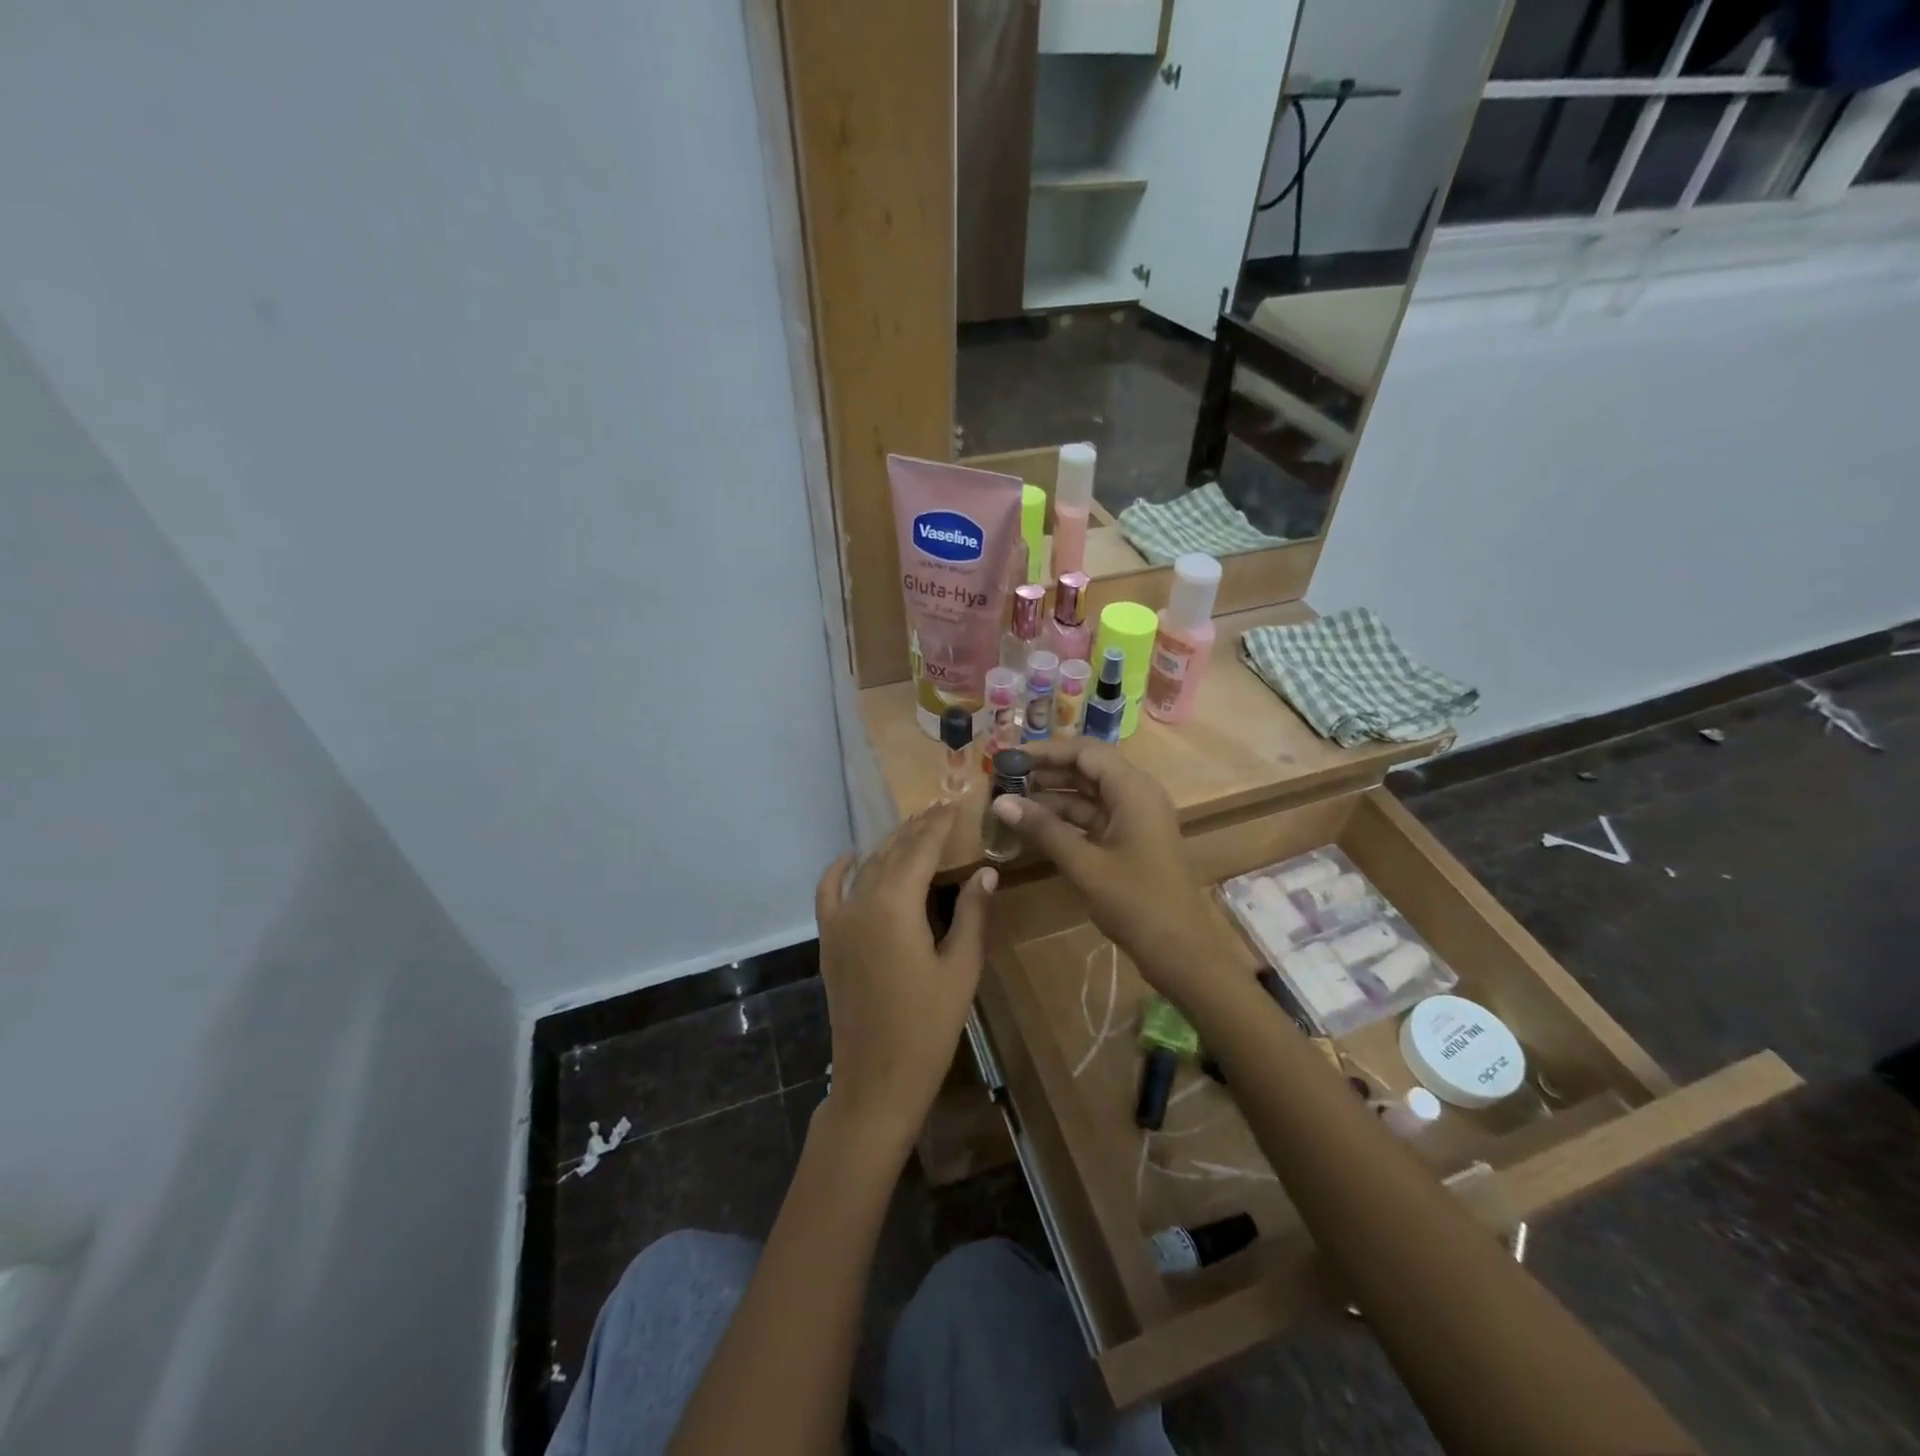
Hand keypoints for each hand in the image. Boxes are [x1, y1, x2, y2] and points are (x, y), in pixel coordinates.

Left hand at [812, 802, 994, 1158]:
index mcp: (896, 905)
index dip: (938, 825)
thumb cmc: (928, 1027)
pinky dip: (838, 871)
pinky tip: (849, 856)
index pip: (920, 849)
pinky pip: (829, 894)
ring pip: (866, 868)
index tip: (954, 803)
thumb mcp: (961, 968)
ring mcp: (840, 921)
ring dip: (889, 845)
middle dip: (916, 829)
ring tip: (912, 828)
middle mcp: (862, 902)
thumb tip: (985, 870)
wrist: (876, 1080)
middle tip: (939, 809)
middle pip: (892, 853)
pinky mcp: (829, 941)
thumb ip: (973, 914)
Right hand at [989, 739, 1241, 998]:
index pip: (1084, 752)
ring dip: (1053, 795)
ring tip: (1012, 799)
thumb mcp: (1084, 864)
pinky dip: (1066, 818)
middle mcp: (1136, 794)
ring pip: (1089, 794)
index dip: (1045, 750)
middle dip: (1047, 770)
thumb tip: (1000, 801)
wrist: (1181, 950)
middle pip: (1087, 768)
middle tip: (1004, 778)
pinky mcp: (1130, 840)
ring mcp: (1135, 818)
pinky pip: (1094, 817)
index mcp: (1133, 789)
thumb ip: (1043, 829)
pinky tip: (1035, 825)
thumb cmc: (1136, 902)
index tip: (1008, 757)